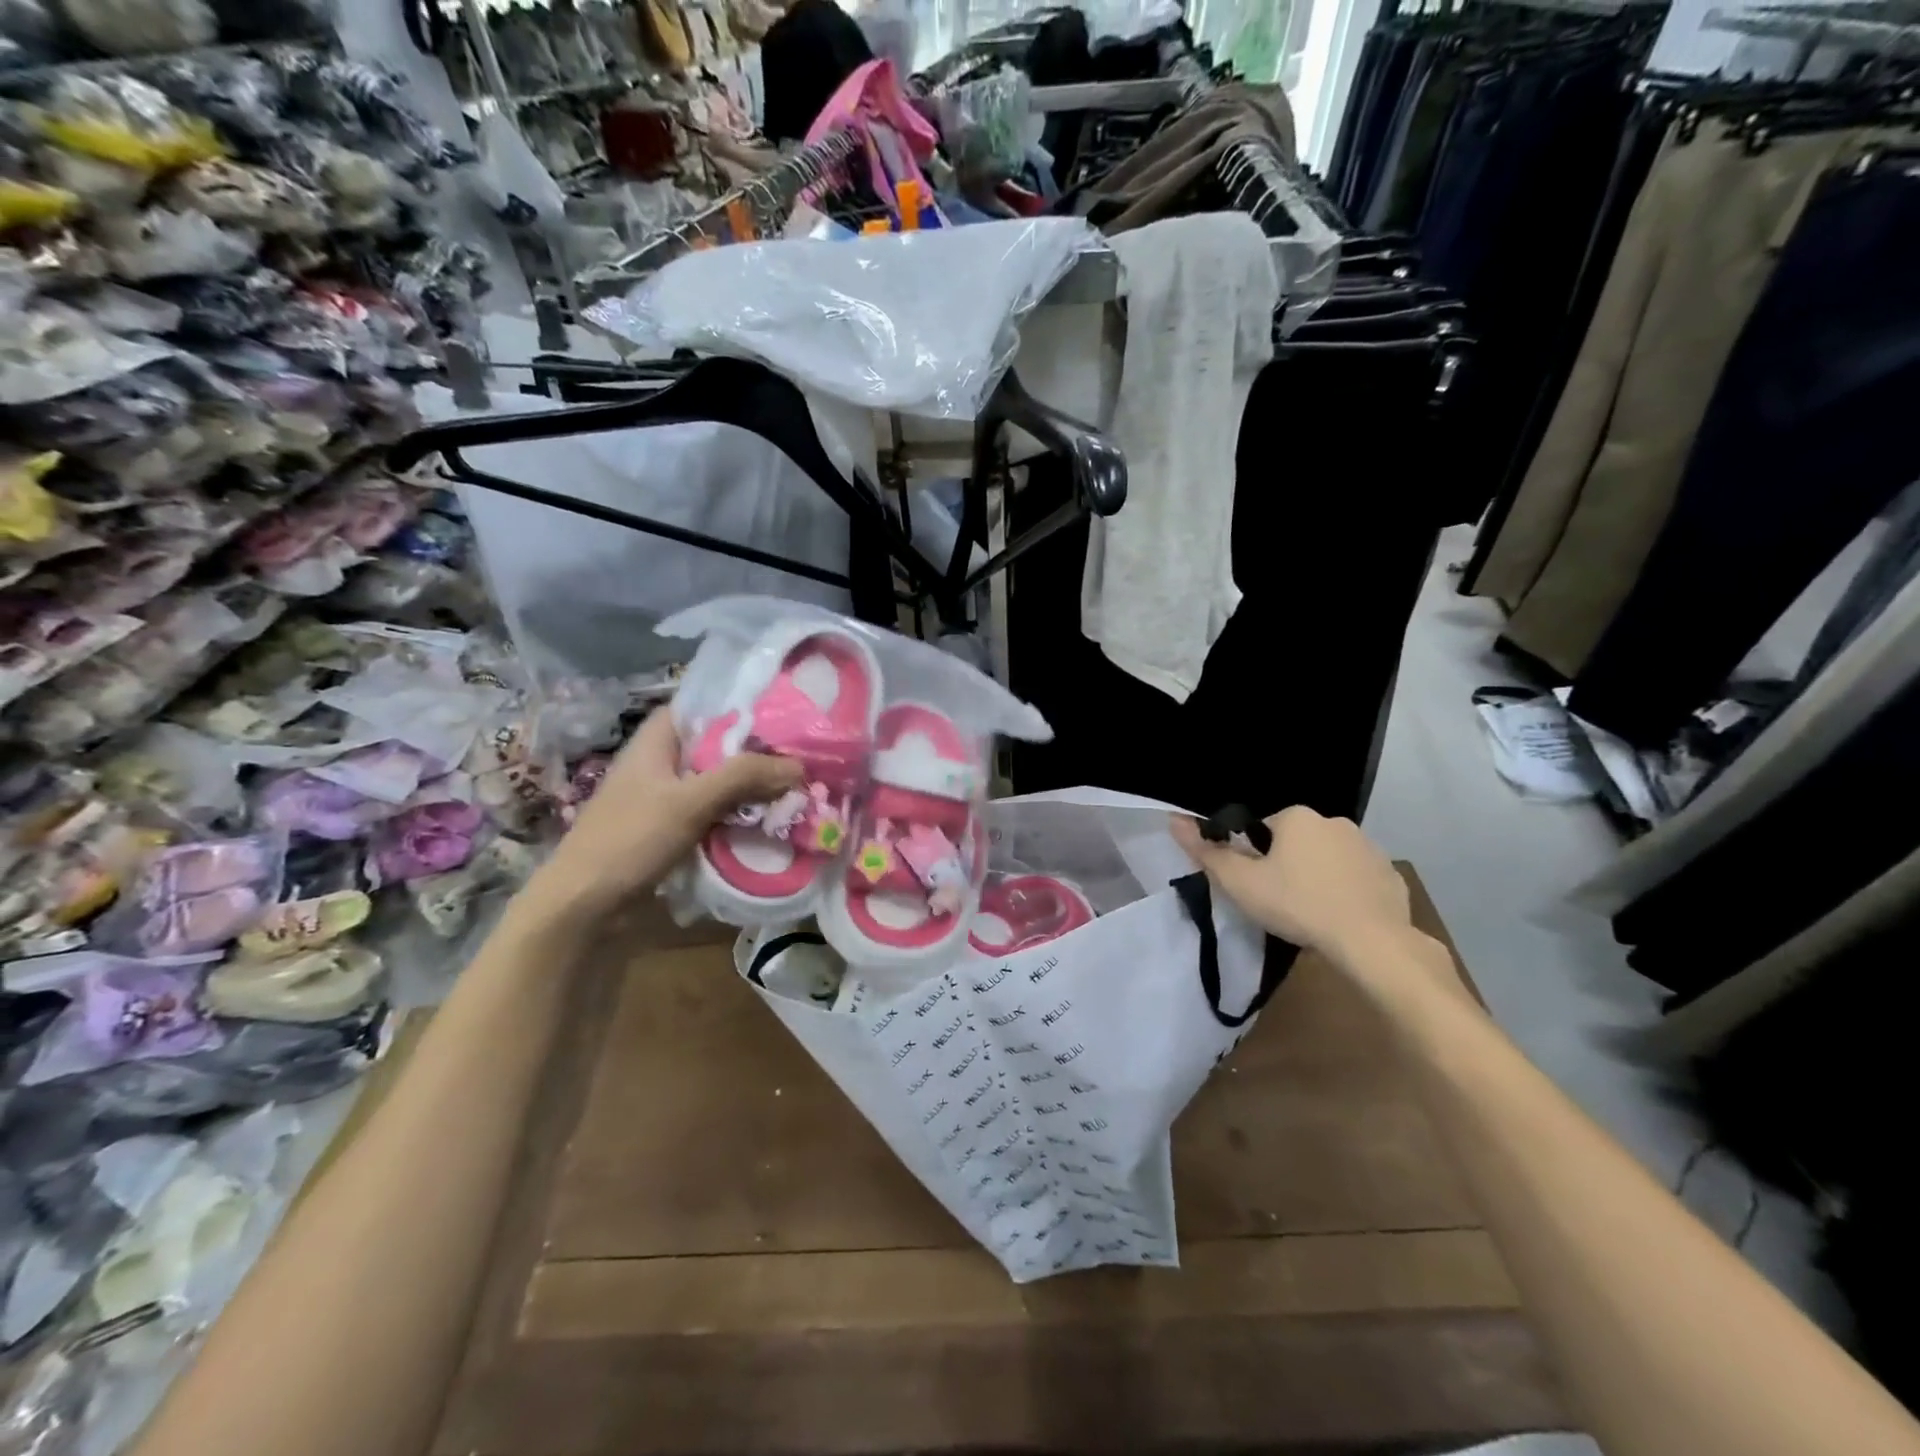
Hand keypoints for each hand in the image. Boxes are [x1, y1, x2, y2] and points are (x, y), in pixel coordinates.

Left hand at [536, 711, 800, 914]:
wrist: (585, 906)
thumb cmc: (631, 839)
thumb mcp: (690, 801)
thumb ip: (744, 777)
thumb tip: (798, 766)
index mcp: (655, 742)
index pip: (699, 705)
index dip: (737, 704)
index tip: (780, 711)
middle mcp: (660, 763)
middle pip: (715, 746)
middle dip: (755, 751)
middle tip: (801, 754)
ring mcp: (665, 798)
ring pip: (717, 782)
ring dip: (750, 787)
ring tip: (796, 787)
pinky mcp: (671, 830)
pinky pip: (713, 812)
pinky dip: (738, 814)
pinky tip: (769, 820)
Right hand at [1172, 806, 1410, 961]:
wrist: (1371, 942)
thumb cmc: (1297, 904)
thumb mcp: (1240, 883)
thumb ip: (1207, 852)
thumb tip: (1175, 820)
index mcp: (1297, 817)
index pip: (1261, 829)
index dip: (1252, 857)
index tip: (1254, 885)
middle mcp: (1334, 821)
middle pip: (1295, 842)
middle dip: (1285, 865)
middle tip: (1278, 901)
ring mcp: (1368, 847)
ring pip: (1327, 859)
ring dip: (1316, 877)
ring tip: (1309, 913)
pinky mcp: (1391, 875)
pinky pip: (1357, 878)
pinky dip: (1346, 892)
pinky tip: (1339, 918)